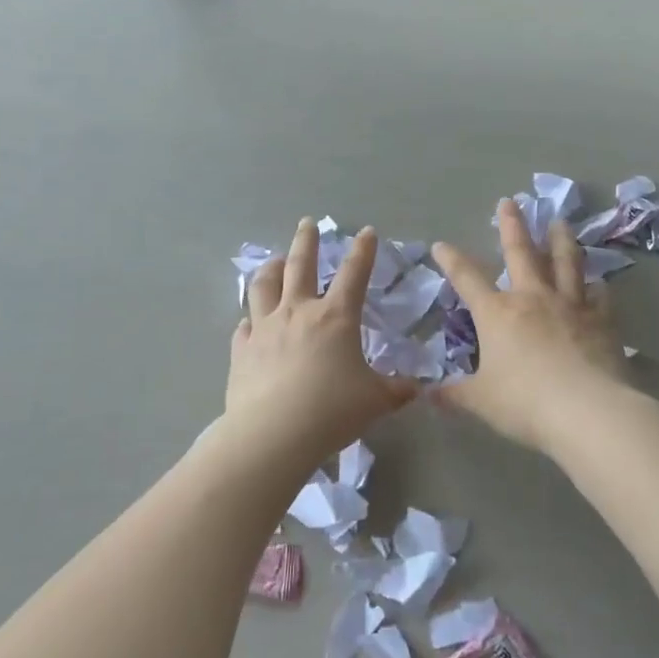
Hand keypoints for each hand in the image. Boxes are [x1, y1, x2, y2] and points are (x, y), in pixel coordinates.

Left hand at [227, 219, 417, 462]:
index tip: (366, 232)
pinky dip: (250, 321)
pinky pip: (244, 327)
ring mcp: (264, 329)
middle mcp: (297, 312)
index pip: (353, 273)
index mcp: (335, 317)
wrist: (273, 434)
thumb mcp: (376, 401)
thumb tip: (417, 387)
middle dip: (306, 240)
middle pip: (300, 265)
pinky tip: (249, 324)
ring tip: (275, 261)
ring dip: (271, 269)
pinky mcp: (241, 351)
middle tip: (307, 223)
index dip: (363, 251)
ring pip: (264, 286)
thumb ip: (397, 390)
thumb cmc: (332, 411)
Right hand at [431, 201, 629, 453]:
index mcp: (497, 313)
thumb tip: (427, 394)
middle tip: (510, 202)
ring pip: (565, 263)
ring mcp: (571, 306)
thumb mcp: (481, 401)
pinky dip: (597, 287)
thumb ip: (454, 395)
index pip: (467, 279)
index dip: (452, 260)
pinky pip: (599, 296)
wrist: (587, 411)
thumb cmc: (525, 403)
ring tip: (560, 222)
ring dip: (560, 240)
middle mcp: (533, 299)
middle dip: (512, 226)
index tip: (441, 244)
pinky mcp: (601, 321)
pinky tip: (599, 283)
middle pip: (521, 253)